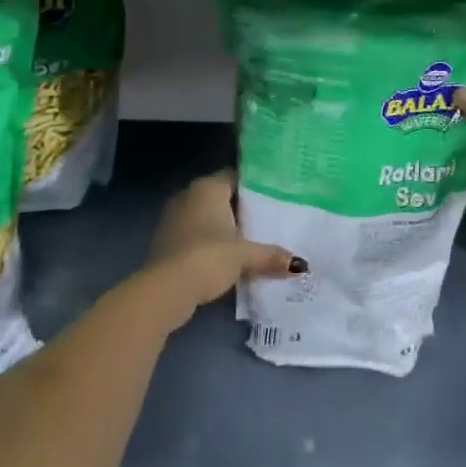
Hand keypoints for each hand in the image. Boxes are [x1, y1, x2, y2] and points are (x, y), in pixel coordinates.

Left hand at [138, 170, 304, 331]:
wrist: (165, 290)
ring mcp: (174, 218)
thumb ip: (271, 255)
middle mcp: (188, 195)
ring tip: (254, 239)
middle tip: (271, 219)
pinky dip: (211, 243)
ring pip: (207, 217)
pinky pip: (196, 235)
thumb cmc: (208, 257)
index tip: (277, 196)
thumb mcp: (245, 255)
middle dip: (242, 209)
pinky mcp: (166, 242)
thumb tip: (300, 264)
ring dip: (225, 228)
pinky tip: (229, 257)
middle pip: (222, 197)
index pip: (236, 176)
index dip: (256, 185)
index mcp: (208, 187)